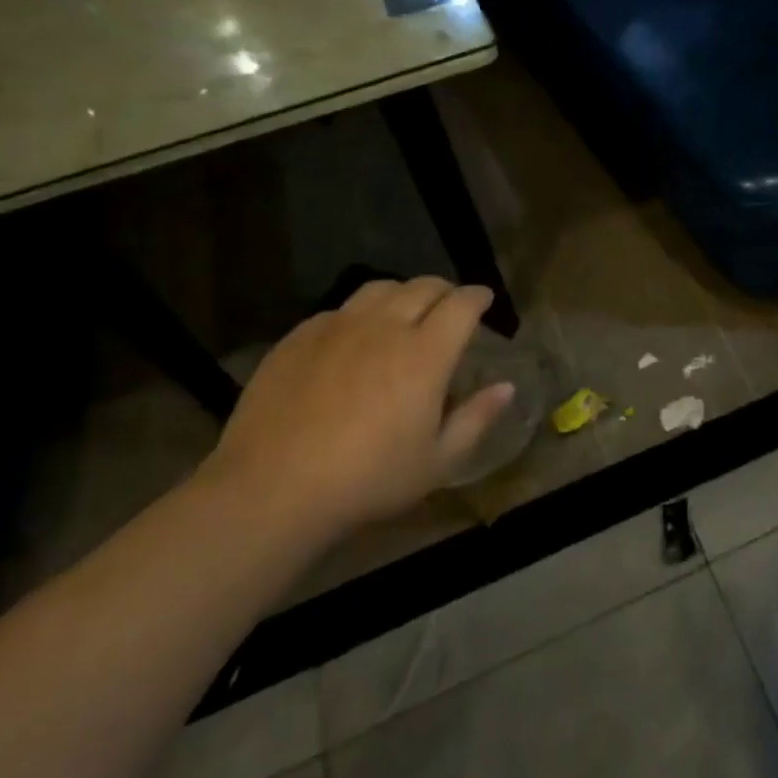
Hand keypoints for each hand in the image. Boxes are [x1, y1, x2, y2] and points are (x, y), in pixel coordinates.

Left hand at [199, 277, 512, 538]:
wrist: (271, 490)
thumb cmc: (368, 480)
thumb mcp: (438, 462)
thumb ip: (477, 419)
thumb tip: (506, 387)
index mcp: (425, 354)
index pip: (462, 304)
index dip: (478, 297)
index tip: (485, 301)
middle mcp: (385, 327)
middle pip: (423, 287)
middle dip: (445, 291)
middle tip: (451, 306)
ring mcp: (337, 328)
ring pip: (380, 289)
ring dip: (403, 294)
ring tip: (405, 312)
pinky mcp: (298, 338)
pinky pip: (339, 309)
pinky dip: (360, 313)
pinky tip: (355, 337)